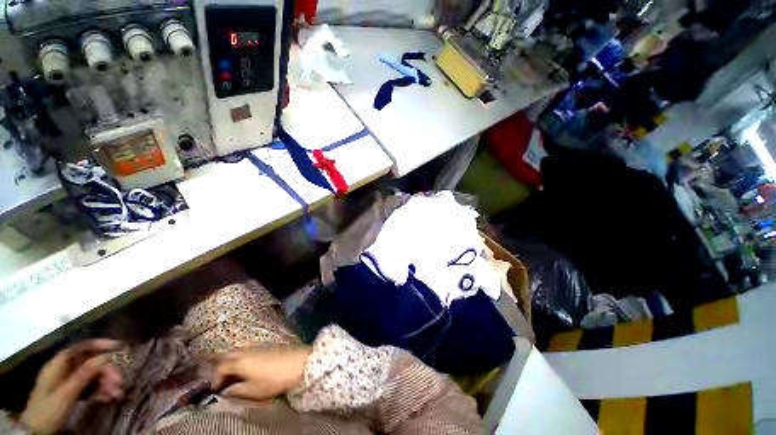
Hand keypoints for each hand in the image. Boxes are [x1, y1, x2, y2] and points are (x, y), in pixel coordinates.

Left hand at [20, 339, 123, 434]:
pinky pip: (89, 387)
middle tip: (120, 383)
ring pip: (92, 376)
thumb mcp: (67, 392)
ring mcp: (68, 381)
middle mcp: (65, 368)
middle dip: (107, 372)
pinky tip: (108, 399)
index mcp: (60, 364)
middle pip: (90, 363)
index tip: (119, 346)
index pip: (81, 347)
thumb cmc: (50, 408)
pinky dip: (100, 391)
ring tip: (116, 395)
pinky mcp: (72, 391)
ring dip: (106, 384)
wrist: (37, 430)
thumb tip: (106, 356)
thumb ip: (85, 373)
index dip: (100, 344)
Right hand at [212, 345, 311, 400]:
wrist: (299, 362)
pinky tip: (250, 368)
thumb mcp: (253, 390)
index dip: (215, 379)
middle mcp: (247, 350)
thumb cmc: (274, 378)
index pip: (221, 367)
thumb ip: (237, 391)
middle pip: (229, 356)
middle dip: (223, 368)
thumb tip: (227, 391)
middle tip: (223, 381)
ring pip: (240, 352)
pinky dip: (245, 358)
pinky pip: (250, 350)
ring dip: (234, 362)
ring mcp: (258, 346)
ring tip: (235, 376)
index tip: (215, 389)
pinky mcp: (268, 345)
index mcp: (240, 361)